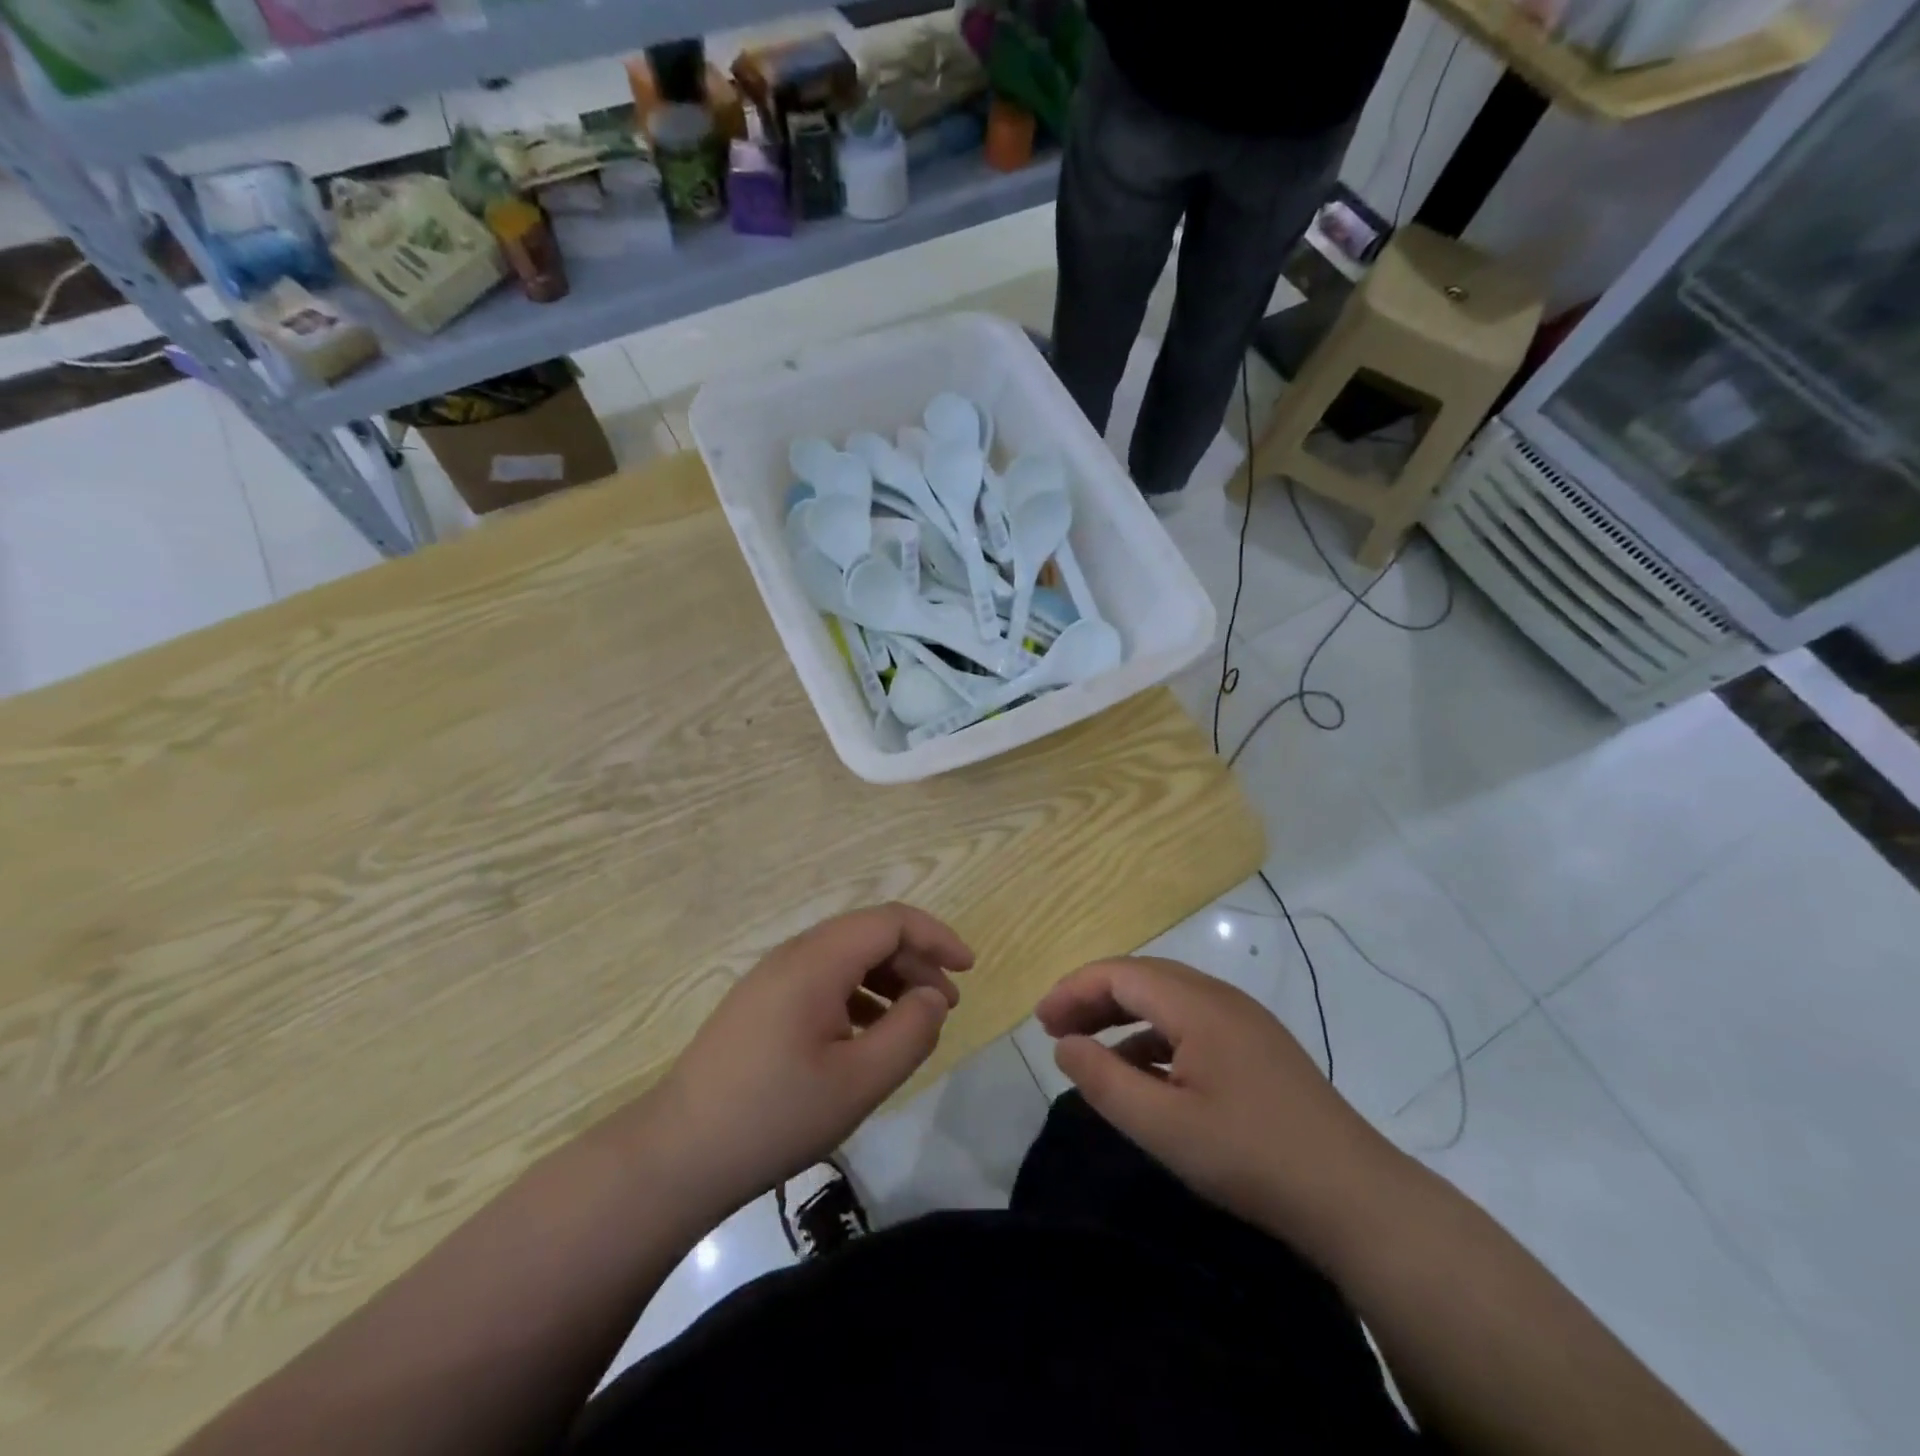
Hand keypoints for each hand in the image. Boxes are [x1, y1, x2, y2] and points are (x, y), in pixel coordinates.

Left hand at [639, 904, 972, 1218]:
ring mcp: (771, 978)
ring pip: (845, 957)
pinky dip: (858, 994)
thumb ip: (910, 1032)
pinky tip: (868, 1034)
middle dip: (916, 960)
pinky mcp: (760, 1003)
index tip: (969, 968)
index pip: (890, 921)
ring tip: (914, 1020)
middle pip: (868, 934)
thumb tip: (933, 997)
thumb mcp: (859, 1081)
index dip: (936, 936)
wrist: (677, 1155)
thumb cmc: (775, 1116)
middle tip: (946, 1004)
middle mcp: (793, 955)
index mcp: (817, 961)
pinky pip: (822, 980)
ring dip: (888, 978)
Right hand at [1035, 956, 1407, 1262]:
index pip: (1120, 973)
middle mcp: (1220, 998)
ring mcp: (1244, 1021)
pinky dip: (1154, 1036)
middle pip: (1143, 977)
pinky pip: (1192, 1022)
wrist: (1356, 1197)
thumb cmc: (1251, 1156)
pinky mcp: (1258, 1047)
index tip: (1040, 1023)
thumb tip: (1064, 1045)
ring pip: (1168, 998)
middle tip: (1056, 1029)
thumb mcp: (1163, 1126)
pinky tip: (1143, 1073)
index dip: (1074, 990)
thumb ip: (1104, 1081)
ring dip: (1123, 1014)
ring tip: (1090, 1047)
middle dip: (1094, 996)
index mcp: (1197, 1004)